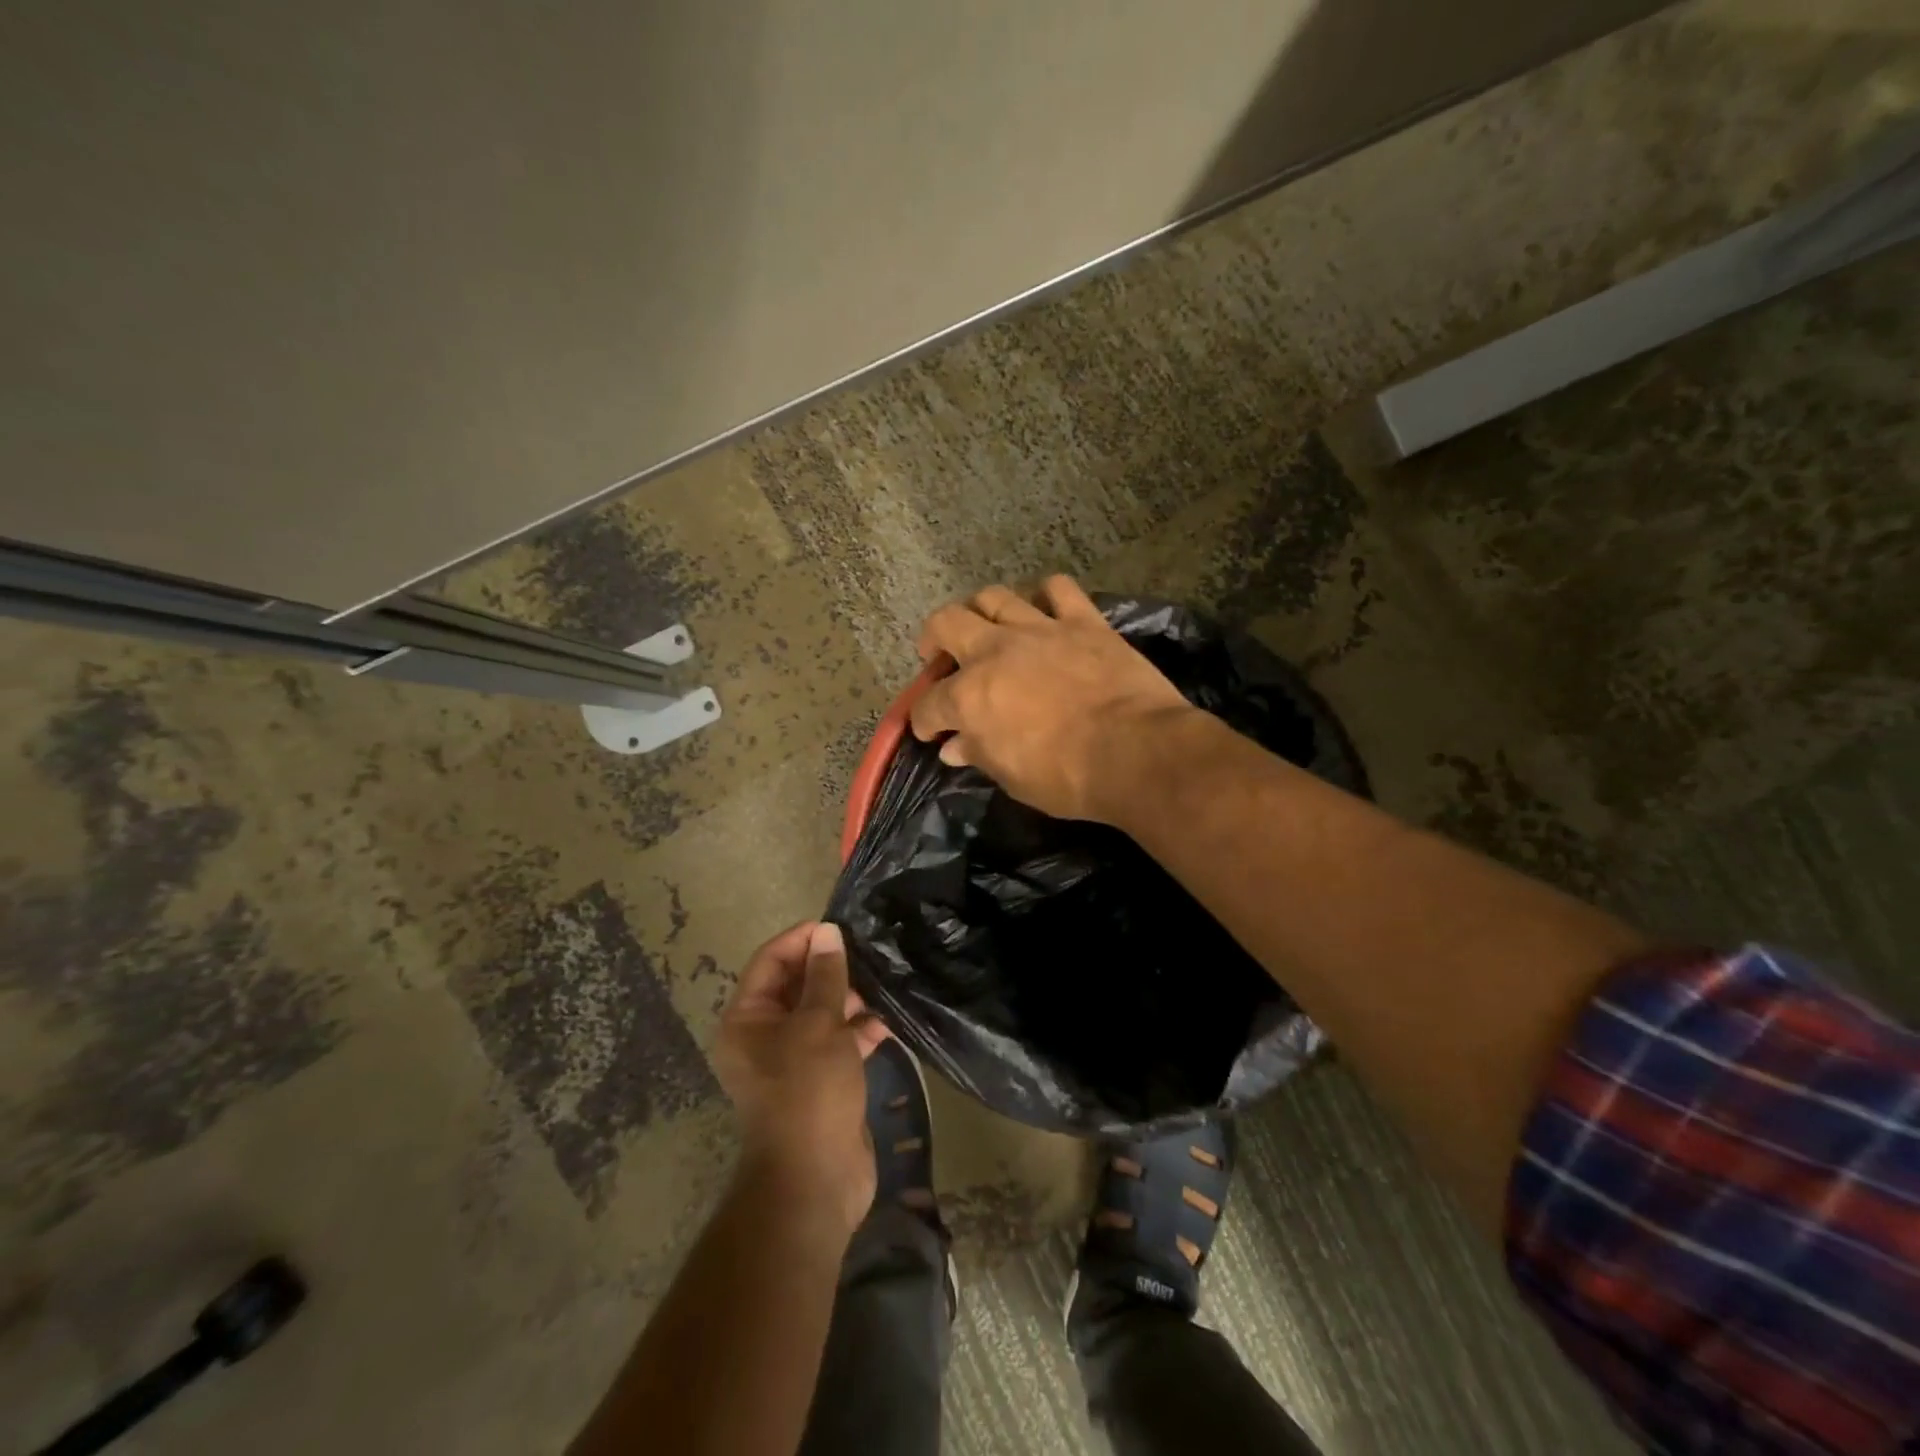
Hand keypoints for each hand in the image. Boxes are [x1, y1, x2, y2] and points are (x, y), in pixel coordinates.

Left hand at [714, 922, 886, 1235]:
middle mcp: (764, 1036)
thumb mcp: (818, 1025)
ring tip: (882, 983)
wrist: (816, 1180)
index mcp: (747, 1020)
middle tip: (867, 954)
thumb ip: (825, 976)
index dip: (802, 939)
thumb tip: (827, 931)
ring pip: (821, 1013)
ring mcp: (794, 1060)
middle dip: (831, 969)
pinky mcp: (821, 1080)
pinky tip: (887, 1022)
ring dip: (849, 999)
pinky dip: (860, 1030)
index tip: (838, 925)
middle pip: (797, 986)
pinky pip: (839, 1042)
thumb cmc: (808, 1091)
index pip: (771, 961)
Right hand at [909, 576, 1192, 821]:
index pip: (929, 704)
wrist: (1136, 752)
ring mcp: (1040, 629)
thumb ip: (979, 753)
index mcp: (969, 697)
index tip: (930, 731)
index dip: (923, 719)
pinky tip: (1045, 610)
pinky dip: (1045, 596)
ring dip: (981, 610)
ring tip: (986, 627)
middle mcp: (995, 651)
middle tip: (939, 656)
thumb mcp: (1012, 778)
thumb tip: (954, 747)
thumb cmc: (1066, 777)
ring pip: (994, 597)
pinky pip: (1058, 589)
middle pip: (946, 623)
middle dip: (933, 639)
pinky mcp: (1083, 621)